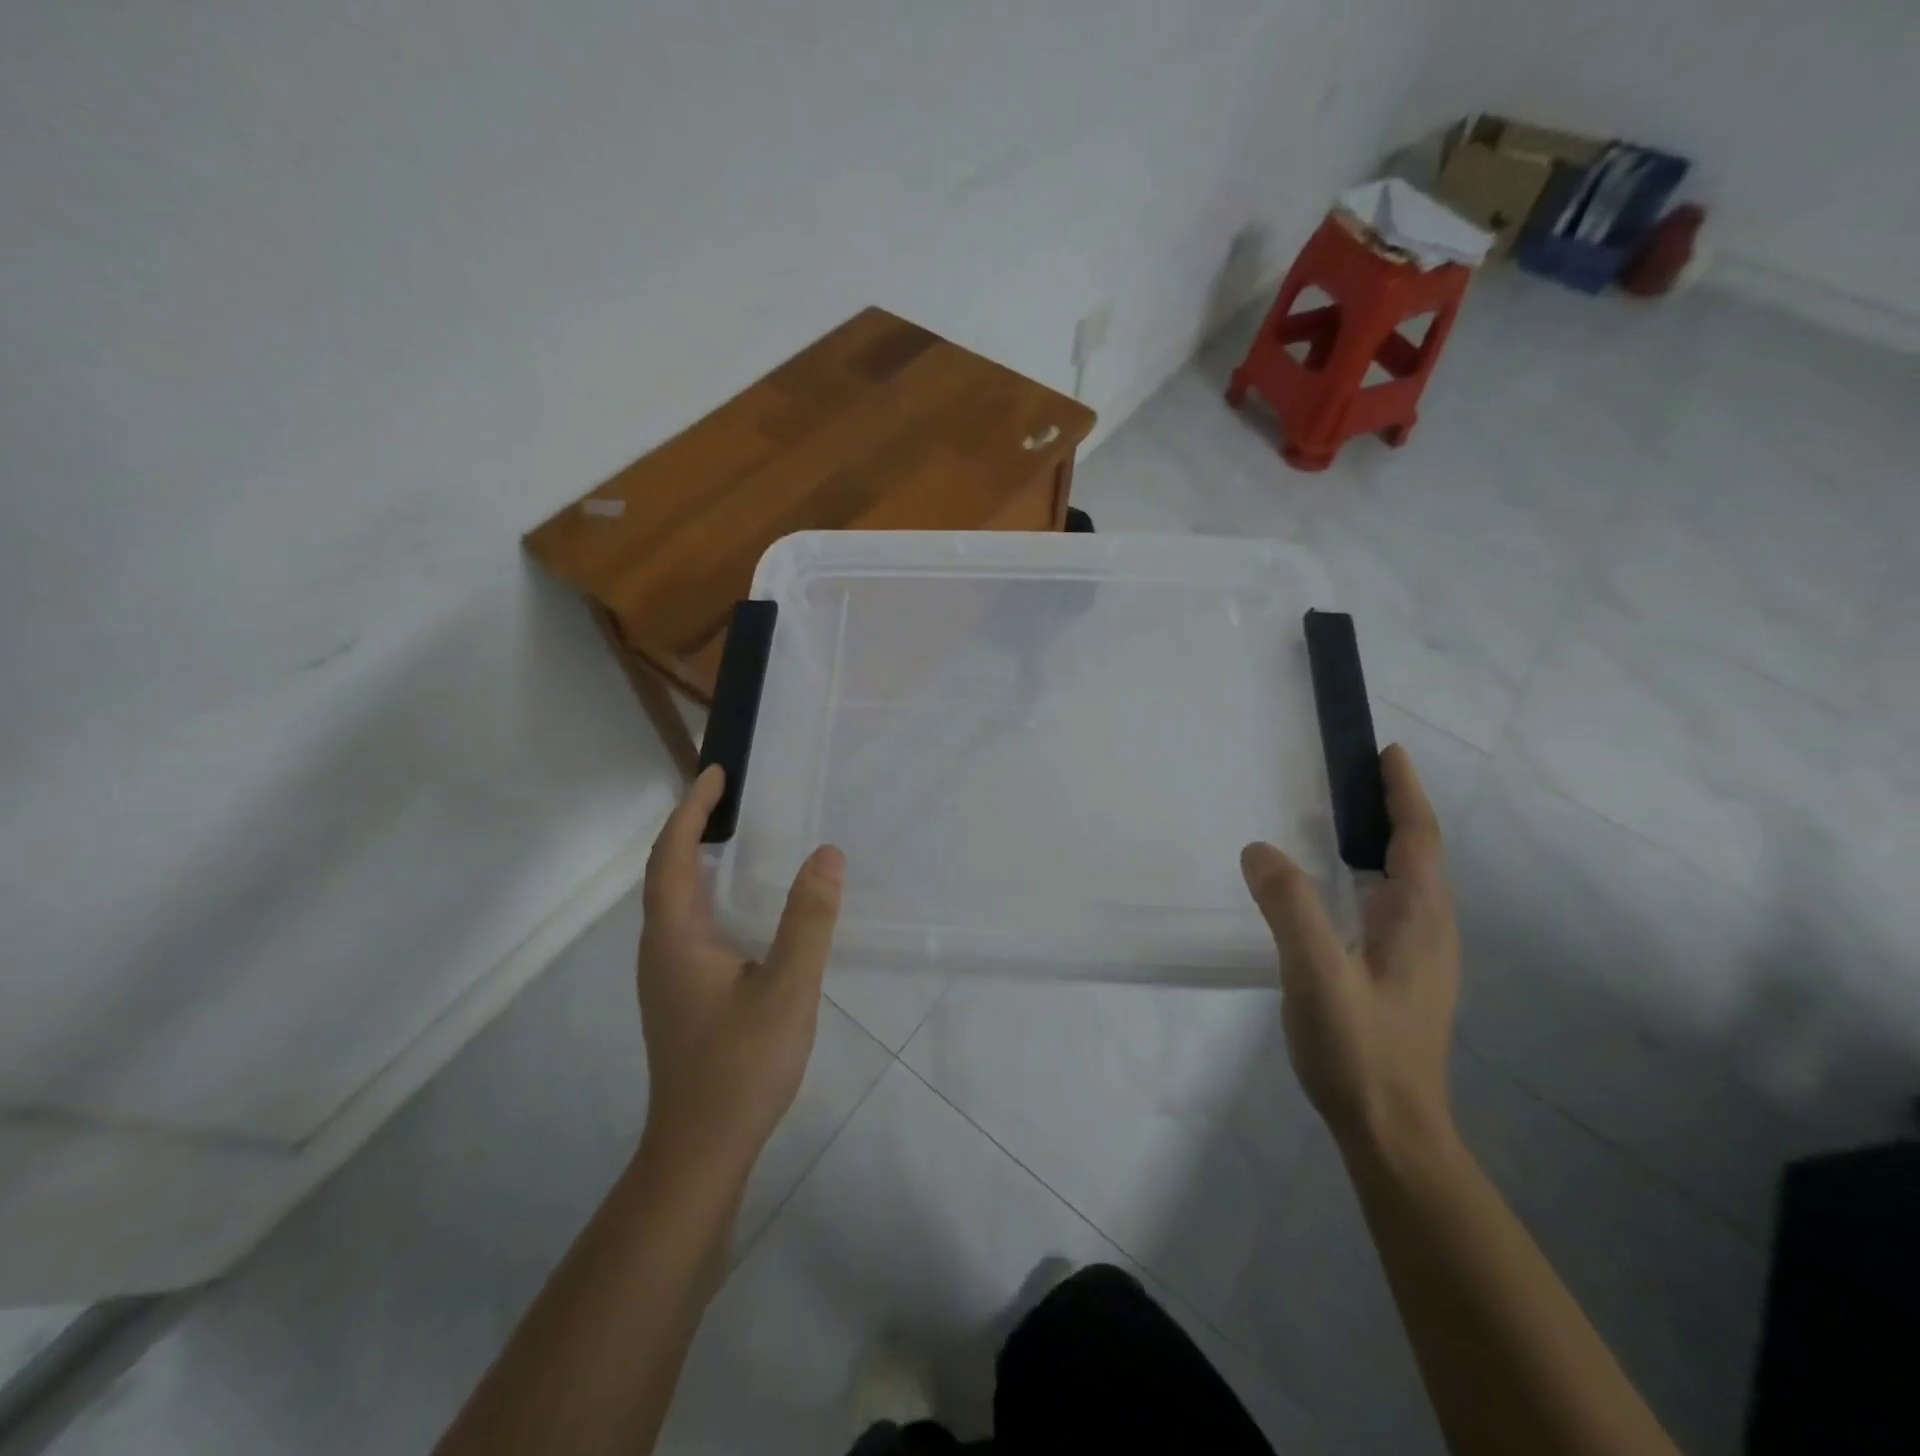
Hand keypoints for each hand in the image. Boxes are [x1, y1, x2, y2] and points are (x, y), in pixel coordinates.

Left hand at [636, 766, 844, 1174]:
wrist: (701, 1149)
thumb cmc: (740, 1066)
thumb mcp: (787, 989)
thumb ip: (809, 920)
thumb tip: (827, 854)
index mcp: (676, 937)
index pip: (672, 855)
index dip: (692, 810)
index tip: (716, 774)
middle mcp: (660, 949)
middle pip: (665, 872)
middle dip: (691, 827)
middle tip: (729, 797)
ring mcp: (666, 976)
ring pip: (673, 901)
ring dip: (694, 859)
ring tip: (733, 837)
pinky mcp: (680, 996)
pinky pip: (686, 924)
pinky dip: (704, 892)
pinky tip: (738, 906)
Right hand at [1241, 744, 1459, 1155]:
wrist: (1391, 1130)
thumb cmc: (1359, 1050)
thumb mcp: (1317, 975)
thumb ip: (1290, 908)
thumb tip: (1259, 848)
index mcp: (1418, 919)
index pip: (1418, 839)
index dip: (1403, 792)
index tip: (1387, 752)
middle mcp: (1429, 930)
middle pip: (1417, 854)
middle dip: (1392, 808)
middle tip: (1353, 775)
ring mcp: (1417, 956)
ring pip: (1403, 881)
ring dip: (1381, 841)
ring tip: (1340, 818)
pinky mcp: (1400, 975)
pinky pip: (1387, 904)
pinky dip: (1367, 874)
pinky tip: (1335, 887)